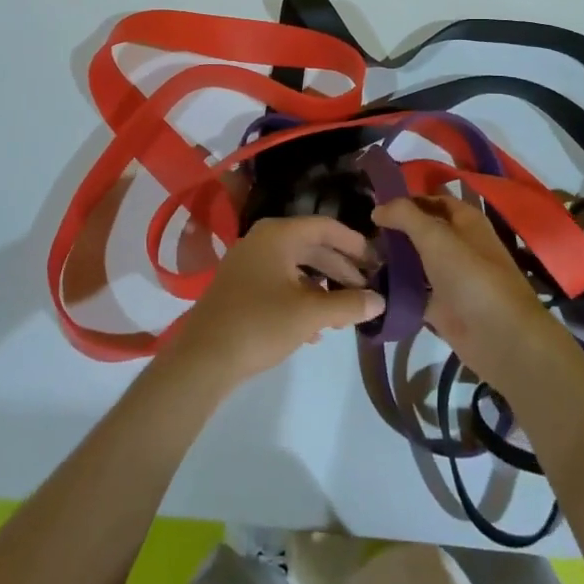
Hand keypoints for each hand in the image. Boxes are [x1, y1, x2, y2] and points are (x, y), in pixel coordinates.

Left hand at [161, 217, 384, 389]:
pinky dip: (301, 298)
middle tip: (367, 289)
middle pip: (312, 246)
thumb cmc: (260, 324)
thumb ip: (348, 304)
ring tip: (345, 312)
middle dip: (341, 269)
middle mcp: (262, 240)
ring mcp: (248, 263)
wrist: (204, 357)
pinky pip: (280, 283)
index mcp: (278, 234)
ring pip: (296, 267)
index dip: (354, 242)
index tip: (377, 260)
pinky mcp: (241, 287)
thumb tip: (380, 301)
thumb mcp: (310, 314)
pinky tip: (316, 329)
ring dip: (323, 287)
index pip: (326, 227)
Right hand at [371, 195, 578, 397]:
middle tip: (359, 230)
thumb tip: (377, 208)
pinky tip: (368, 283)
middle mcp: (457, 244)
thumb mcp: (435, 236)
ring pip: (415, 260)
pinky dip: (395, 287)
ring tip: (358, 255)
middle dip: (393, 229)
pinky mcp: (441, 305)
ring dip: (391, 258)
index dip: (404, 198)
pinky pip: (413, 290)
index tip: (371, 201)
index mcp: (464, 220)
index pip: (430, 199)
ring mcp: (449, 276)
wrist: (500, 338)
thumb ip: (404, 215)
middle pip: (420, 230)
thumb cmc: (471, 276)